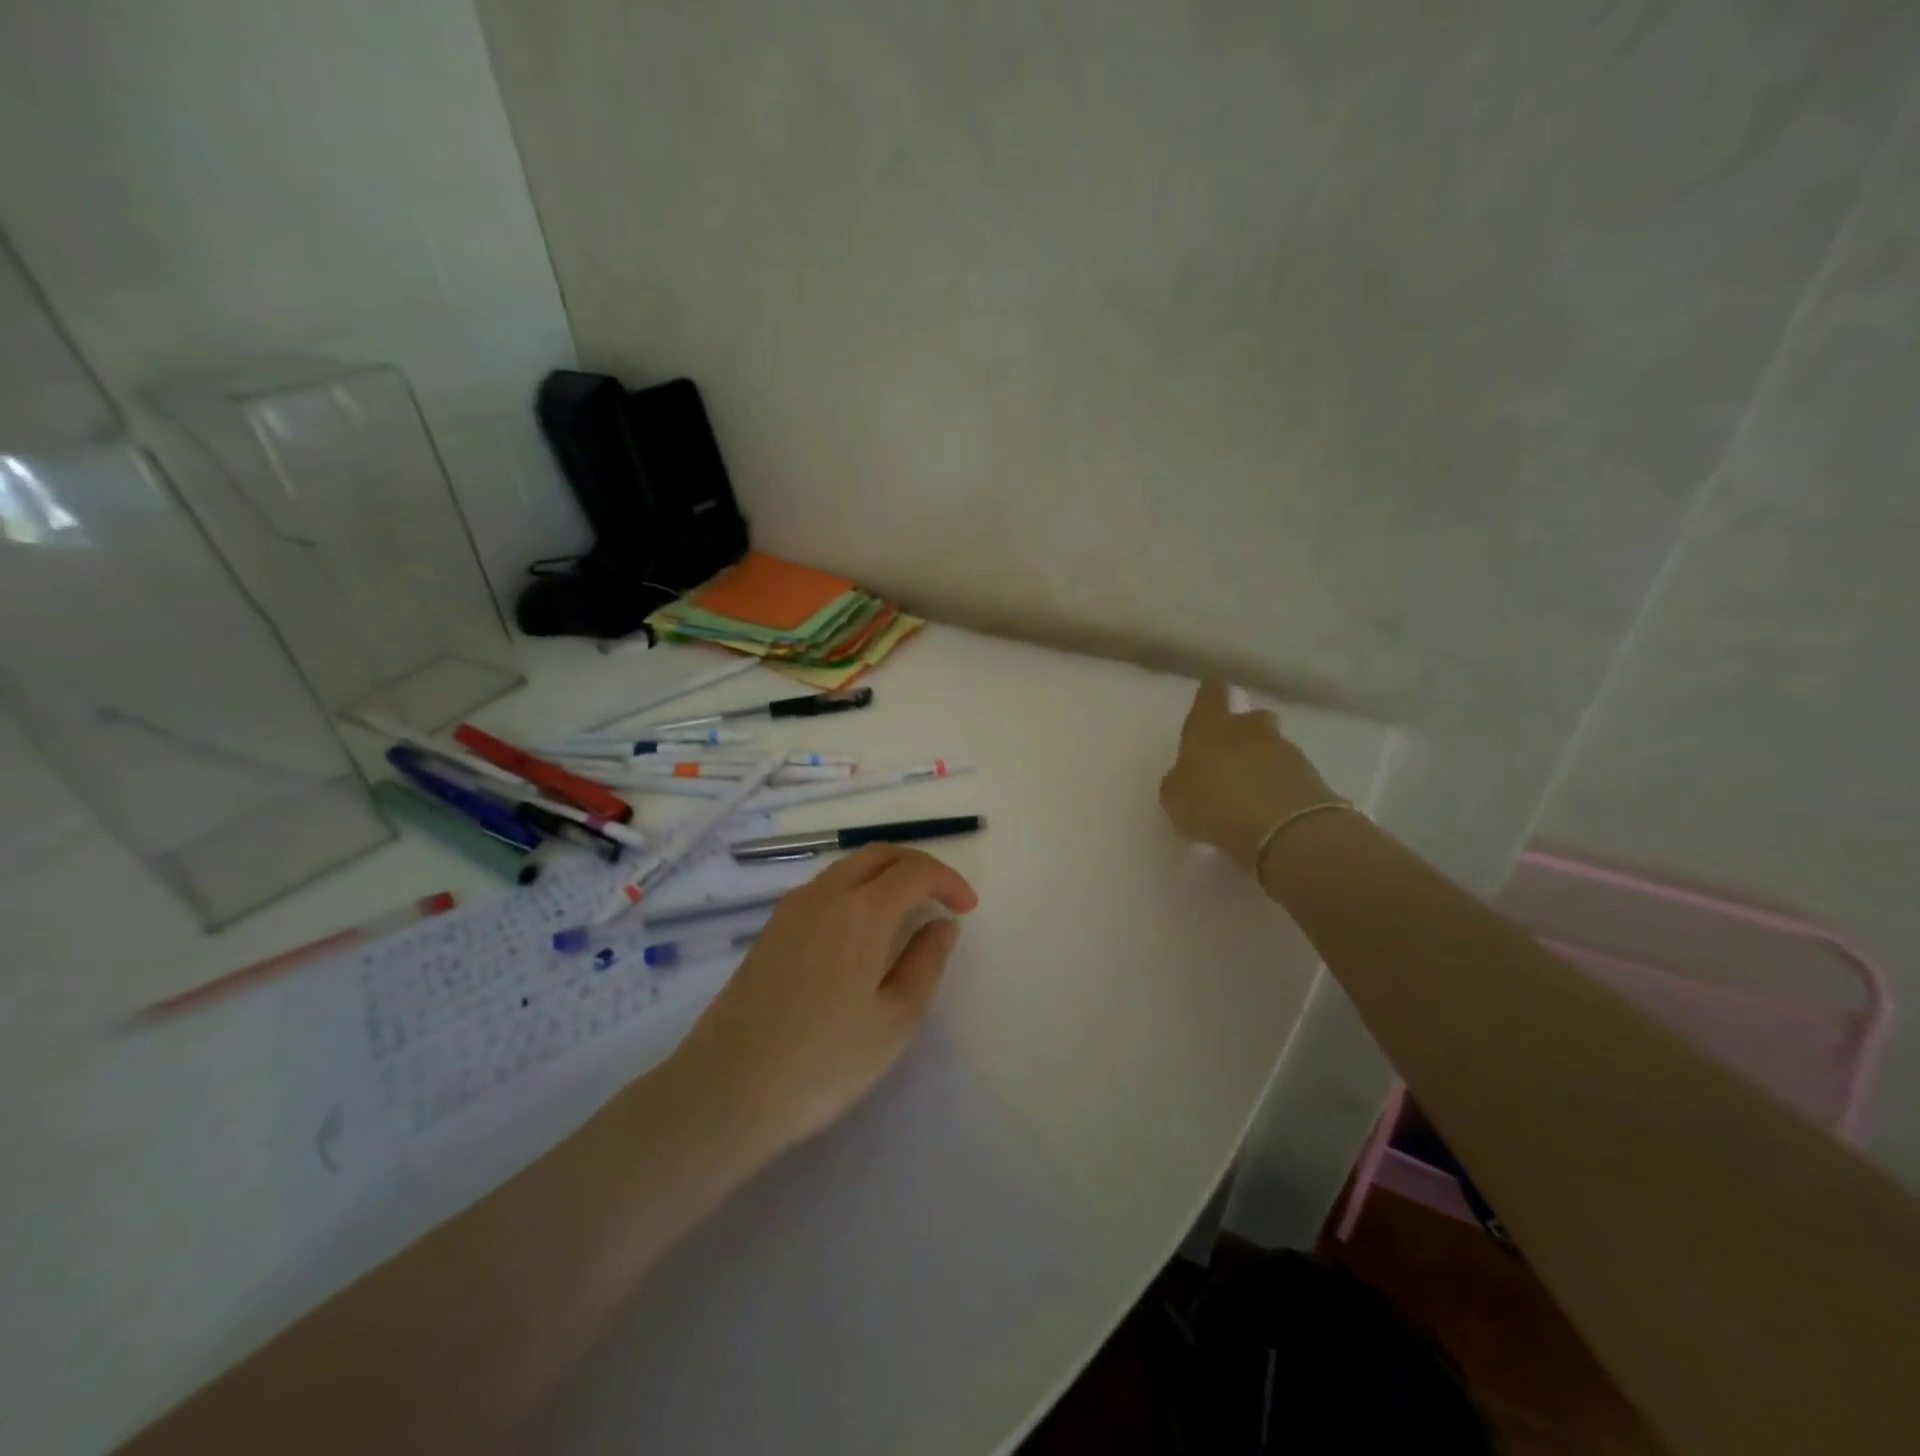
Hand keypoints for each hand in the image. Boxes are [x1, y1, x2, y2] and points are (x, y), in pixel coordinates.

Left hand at [667, 845, 977, 1152]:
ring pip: (849, 867)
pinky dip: (857, 890)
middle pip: (879, 854)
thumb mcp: (895, 1020)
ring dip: (885, 876)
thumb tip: (941, 924)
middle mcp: (824, 894)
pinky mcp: (771, 928)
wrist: (726, 1090)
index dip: (948, 881)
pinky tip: (863, 931)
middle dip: (918, 867)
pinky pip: (825, 888)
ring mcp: (791, 909)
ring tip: (908, 913)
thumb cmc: (824, 1062)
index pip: (915, 871)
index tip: (967, 909)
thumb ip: (926, 962)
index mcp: (861, 911)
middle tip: (943, 898)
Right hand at [1159, 679, 1338, 868]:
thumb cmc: (1215, 805)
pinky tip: (1269, 811)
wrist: (1284, 830)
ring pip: (1272, 747)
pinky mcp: (1311, 776)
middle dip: (1244, 732)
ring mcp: (1285, 750)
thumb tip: (1186, 776)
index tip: (1208, 707)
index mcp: (1212, 727)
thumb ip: (1180, 780)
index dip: (1210, 698)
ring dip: (1262, 763)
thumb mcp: (1175, 798)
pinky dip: (1280, 786)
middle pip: (1251, 718)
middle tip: (1231, 758)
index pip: (1212, 694)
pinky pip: (1289, 775)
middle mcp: (1250, 729)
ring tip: (1250, 794)